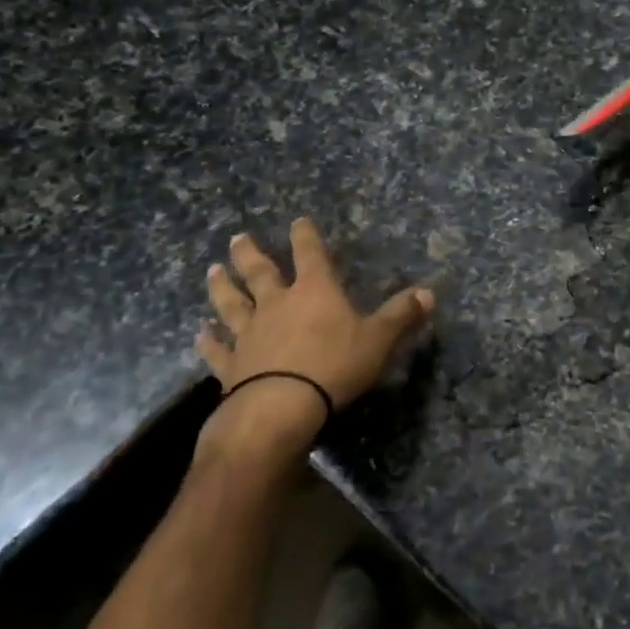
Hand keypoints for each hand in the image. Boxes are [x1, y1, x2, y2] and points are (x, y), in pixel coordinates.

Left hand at [194, 219, 433, 462]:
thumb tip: (429, 292)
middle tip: (237, 238)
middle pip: (260, 272)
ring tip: (212, 270)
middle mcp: (277, 304)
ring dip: (222, 286)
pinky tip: (200, 333)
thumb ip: (401, 315)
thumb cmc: (334, 366)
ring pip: (231, 303)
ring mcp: (249, 333)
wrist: (280, 407)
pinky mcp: (231, 365)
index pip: (310, 254)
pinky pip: (217, 348)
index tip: (298, 221)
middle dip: (250, 254)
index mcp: (314, 292)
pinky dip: (207, 340)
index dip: (305, 236)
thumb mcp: (378, 339)